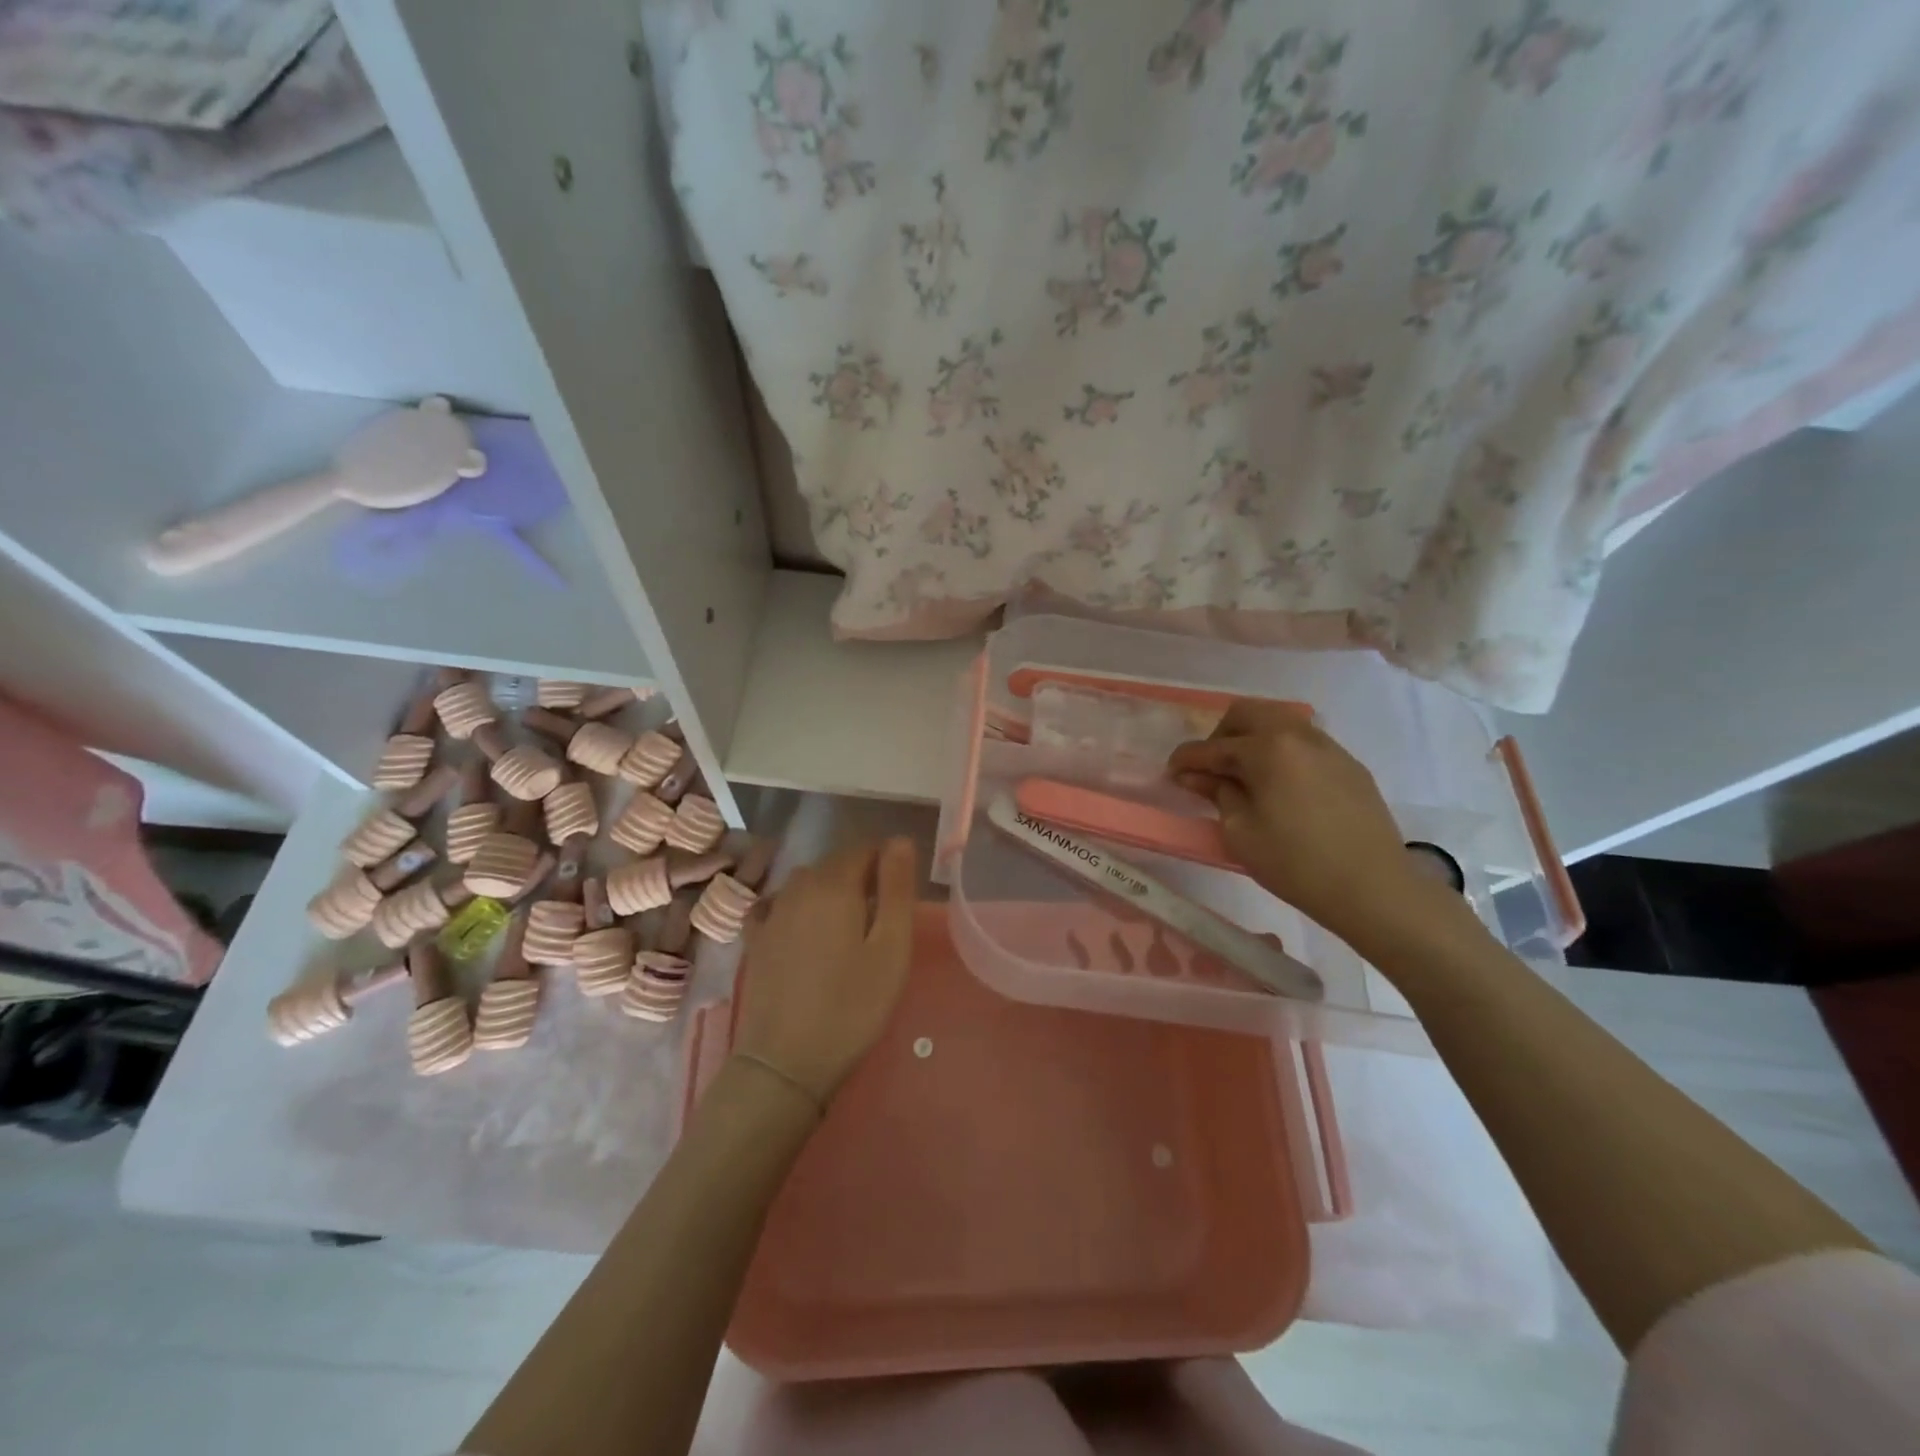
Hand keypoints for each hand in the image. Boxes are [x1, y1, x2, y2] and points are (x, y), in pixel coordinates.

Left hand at [732, 837, 917, 1108]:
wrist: (785, 1062)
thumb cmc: (851, 1006)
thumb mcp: (891, 948)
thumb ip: (896, 889)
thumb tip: (899, 840)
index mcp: (834, 885)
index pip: (865, 848)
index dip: (887, 863)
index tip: (901, 897)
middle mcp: (797, 887)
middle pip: (835, 863)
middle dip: (861, 877)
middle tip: (881, 919)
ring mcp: (771, 913)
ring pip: (807, 882)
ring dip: (830, 892)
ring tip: (848, 928)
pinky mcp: (754, 940)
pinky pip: (777, 905)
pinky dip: (794, 907)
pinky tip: (801, 928)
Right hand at [1168, 702, 1439, 947]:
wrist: (1373, 888)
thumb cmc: (1295, 863)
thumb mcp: (1241, 832)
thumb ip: (1217, 794)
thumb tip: (1195, 776)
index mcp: (1267, 748)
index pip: (1213, 746)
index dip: (1186, 759)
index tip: (1170, 773)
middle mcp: (1298, 734)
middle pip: (1248, 713)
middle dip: (1220, 736)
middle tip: (1210, 769)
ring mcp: (1329, 747)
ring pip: (1279, 722)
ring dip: (1252, 738)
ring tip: (1244, 775)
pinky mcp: (1348, 765)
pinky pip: (1304, 742)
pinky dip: (1281, 751)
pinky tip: (1279, 785)